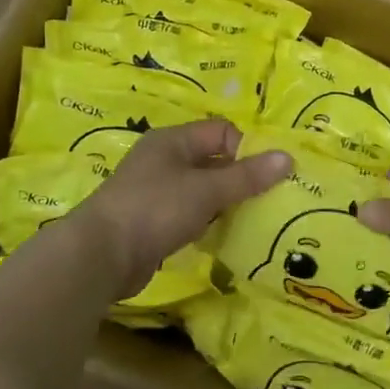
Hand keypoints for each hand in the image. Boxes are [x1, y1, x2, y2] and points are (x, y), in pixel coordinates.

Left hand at [71, 119, 290, 295]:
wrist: (100, 256)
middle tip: (271, 199)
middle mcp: (164, 161)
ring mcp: (156, 193)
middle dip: (241, 178)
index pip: (222, 132)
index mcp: (173, 141)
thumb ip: (247, 176)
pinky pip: (191, 215)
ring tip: (255, 219)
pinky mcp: (154, 222)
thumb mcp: (206, 190)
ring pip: (203, 190)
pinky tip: (225, 237)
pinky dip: (208, 223)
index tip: (268, 176)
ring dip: (226, 203)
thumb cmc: (154, 209)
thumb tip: (289, 157)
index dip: (247, 149)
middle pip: (214, 161)